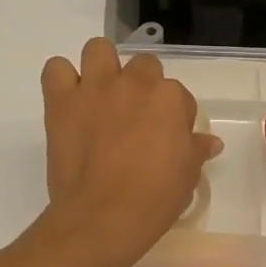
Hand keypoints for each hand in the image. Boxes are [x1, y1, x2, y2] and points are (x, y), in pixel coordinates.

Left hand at [40, 39, 221, 265]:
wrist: (103, 217)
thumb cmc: (155, 199)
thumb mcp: (188, 176)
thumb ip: (197, 150)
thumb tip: (210, 142)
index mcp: (170, 99)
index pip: (179, 96)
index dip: (174, 118)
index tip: (168, 140)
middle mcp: (134, 83)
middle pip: (144, 66)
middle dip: (143, 86)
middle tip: (137, 119)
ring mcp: (94, 88)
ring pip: (98, 49)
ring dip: (103, 68)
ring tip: (103, 98)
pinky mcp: (61, 101)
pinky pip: (56, 70)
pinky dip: (62, 80)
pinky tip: (70, 102)